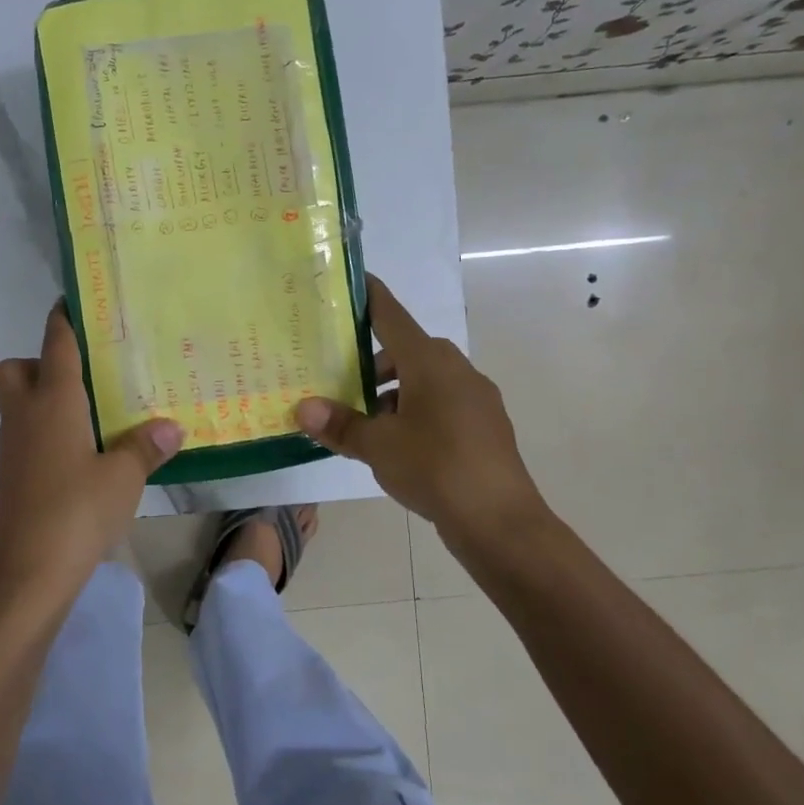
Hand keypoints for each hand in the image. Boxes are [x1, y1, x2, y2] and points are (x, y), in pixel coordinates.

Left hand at [0, 303, 183, 591]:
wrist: (28, 572)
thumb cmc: (77, 510)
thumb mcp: (123, 477)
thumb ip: (145, 447)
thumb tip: (171, 426)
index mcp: (53, 402)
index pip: (55, 345)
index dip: (64, 319)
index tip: (74, 300)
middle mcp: (25, 416)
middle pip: (16, 369)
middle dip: (40, 362)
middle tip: (83, 378)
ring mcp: (14, 448)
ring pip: (18, 404)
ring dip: (45, 400)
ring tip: (93, 415)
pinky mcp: (13, 477)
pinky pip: (26, 436)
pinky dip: (47, 433)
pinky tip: (82, 455)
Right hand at [295, 276, 551, 547]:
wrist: (501, 522)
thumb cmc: (436, 468)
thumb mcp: (378, 446)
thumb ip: (340, 425)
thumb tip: (302, 409)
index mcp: (430, 363)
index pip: (392, 316)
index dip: (369, 298)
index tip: (352, 282)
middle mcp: (457, 370)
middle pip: (408, 350)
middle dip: (374, 360)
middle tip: (339, 377)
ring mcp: (476, 398)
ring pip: (426, 379)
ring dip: (395, 390)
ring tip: (364, 419)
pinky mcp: (484, 425)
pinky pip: (442, 402)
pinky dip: (416, 409)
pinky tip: (398, 442)